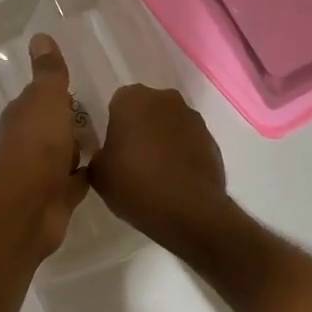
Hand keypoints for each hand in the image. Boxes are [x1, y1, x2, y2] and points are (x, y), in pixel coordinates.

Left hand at [0, 33, 89, 256]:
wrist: (26, 208)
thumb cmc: (36, 145)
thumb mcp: (46, 99)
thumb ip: (49, 72)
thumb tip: (39, 35)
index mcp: (24, 114)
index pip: (43, 97)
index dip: (59, 92)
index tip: (83, 86)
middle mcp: (29, 141)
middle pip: (54, 126)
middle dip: (73, 121)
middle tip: (108, 113)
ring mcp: (42, 172)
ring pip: (65, 154)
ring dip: (80, 149)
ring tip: (115, 139)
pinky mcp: (57, 199)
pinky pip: (76, 182)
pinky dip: (88, 176)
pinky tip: (110, 171)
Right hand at [89, 85, 238, 257]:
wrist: (190, 212)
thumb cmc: (135, 184)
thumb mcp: (99, 173)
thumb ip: (99, 154)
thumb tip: (108, 154)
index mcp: (132, 99)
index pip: (118, 103)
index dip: (115, 125)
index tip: (114, 148)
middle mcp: (165, 99)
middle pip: (147, 109)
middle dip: (140, 127)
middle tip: (132, 157)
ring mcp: (192, 119)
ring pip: (170, 124)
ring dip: (163, 139)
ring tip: (156, 172)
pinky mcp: (212, 140)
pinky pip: (189, 142)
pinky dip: (182, 154)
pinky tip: (175, 179)